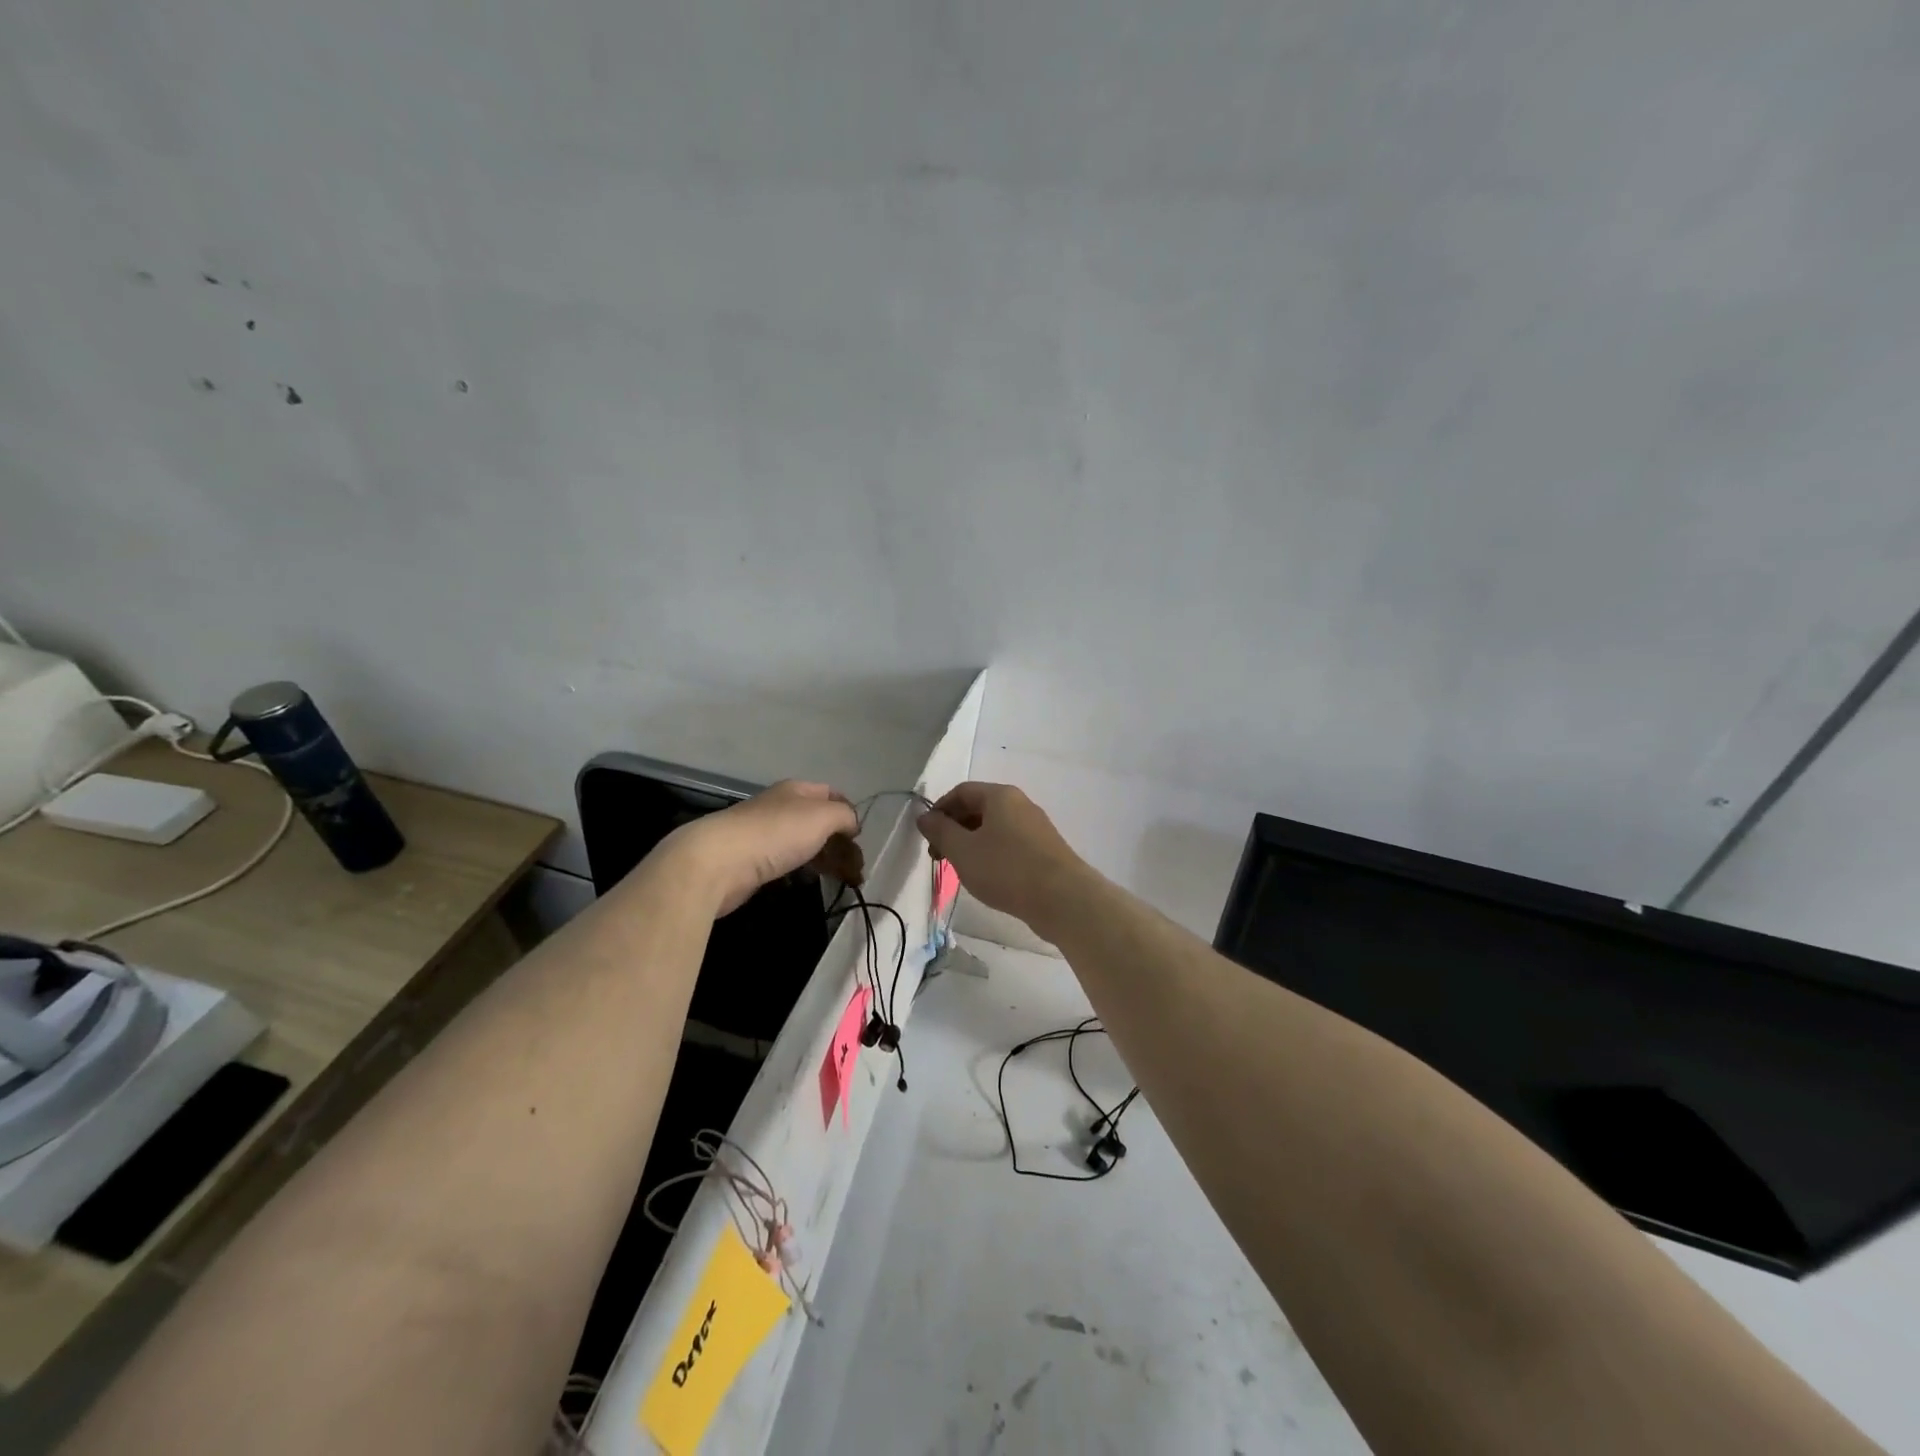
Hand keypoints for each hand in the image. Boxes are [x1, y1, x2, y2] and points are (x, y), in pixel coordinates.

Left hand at [669, 781, 858, 916]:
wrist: (718, 861)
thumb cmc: (776, 833)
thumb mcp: (822, 816)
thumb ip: (844, 816)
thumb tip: (851, 824)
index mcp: (796, 790)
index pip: (831, 794)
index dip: (849, 812)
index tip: (860, 838)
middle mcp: (780, 807)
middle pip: (818, 821)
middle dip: (839, 842)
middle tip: (855, 867)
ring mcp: (764, 834)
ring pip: (802, 843)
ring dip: (823, 859)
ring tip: (839, 879)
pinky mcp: (752, 861)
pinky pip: (785, 862)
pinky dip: (801, 871)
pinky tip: (807, 883)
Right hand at [917, 782, 1088, 930]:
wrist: (1062, 899)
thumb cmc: (1006, 869)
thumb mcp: (963, 850)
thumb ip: (940, 831)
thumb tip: (925, 817)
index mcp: (1001, 796)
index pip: (961, 791)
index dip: (939, 809)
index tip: (926, 835)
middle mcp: (1020, 804)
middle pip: (979, 808)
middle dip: (954, 828)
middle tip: (939, 856)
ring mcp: (1036, 828)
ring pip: (994, 828)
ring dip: (972, 844)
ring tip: (960, 870)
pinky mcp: (1045, 851)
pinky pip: (1010, 844)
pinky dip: (992, 855)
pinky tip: (987, 878)